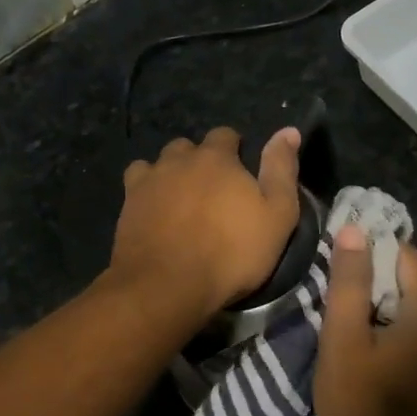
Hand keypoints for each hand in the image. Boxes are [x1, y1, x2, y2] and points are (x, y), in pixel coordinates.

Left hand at [107, 127, 301, 323]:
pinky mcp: (127, 204)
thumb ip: (281, 170)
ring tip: (179, 200)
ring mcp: (148, 180)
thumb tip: (289, 130)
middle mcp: (178, 159)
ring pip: (158, 163)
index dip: (234, 150)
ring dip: (170, 173)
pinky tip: (153, 210)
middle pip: (188, 147)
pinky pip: (135, 184)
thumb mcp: (277, 215)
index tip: (240, 172)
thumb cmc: (232, 252)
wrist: (169, 285)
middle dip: (199, 161)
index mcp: (217, 157)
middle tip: (211, 191)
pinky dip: (146, 191)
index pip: (225, 135)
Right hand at [316, 225, 416, 415]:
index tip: (340, 255)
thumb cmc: (357, 402)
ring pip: (409, 311)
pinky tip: (359, 345)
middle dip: (373, 279)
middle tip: (333, 286)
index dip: (374, 249)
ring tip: (340, 315)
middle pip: (411, 284)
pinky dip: (387, 330)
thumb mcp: (343, 337)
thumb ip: (349, 282)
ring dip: (377, 306)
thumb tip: (353, 230)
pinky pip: (412, 336)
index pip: (408, 258)